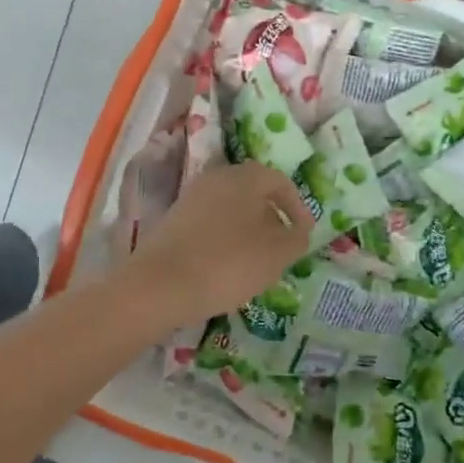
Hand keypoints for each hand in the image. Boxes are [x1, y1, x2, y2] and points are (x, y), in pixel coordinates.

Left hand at [125, 161, 312, 326]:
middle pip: (254, 193)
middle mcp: (217, 177)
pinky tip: (227, 266)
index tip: (304, 234)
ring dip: (248, 230)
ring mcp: (192, 197)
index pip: (281, 182)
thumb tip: (298, 231)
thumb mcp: (277, 255)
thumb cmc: (228, 263)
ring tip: (257, 261)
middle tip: (282, 247)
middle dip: (272, 218)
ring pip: (231, 208)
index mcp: (246, 177)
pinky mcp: (174, 220)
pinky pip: (210, 223)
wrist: (159, 286)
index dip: (298, 208)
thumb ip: (296, 239)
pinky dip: (225, 239)